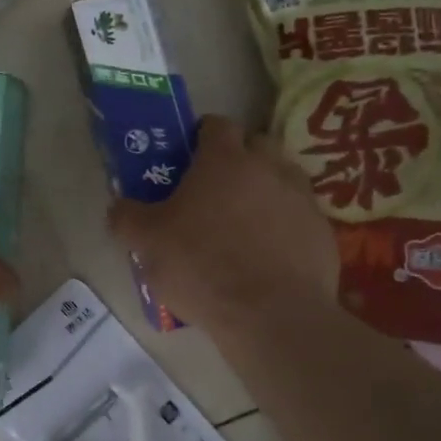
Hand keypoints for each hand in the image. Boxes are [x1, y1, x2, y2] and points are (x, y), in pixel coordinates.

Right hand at [108, 115, 339, 332]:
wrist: (272, 316)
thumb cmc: (202, 266)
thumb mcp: (147, 243)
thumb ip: (127, 218)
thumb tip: (118, 207)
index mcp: (224, 160)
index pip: (216, 124)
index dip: (201, 136)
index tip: (188, 158)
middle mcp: (268, 168)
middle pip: (256, 144)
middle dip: (238, 158)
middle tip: (215, 190)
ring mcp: (301, 198)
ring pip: (283, 178)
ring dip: (265, 189)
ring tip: (245, 222)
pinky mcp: (323, 231)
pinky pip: (300, 216)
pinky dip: (285, 225)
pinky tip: (269, 254)